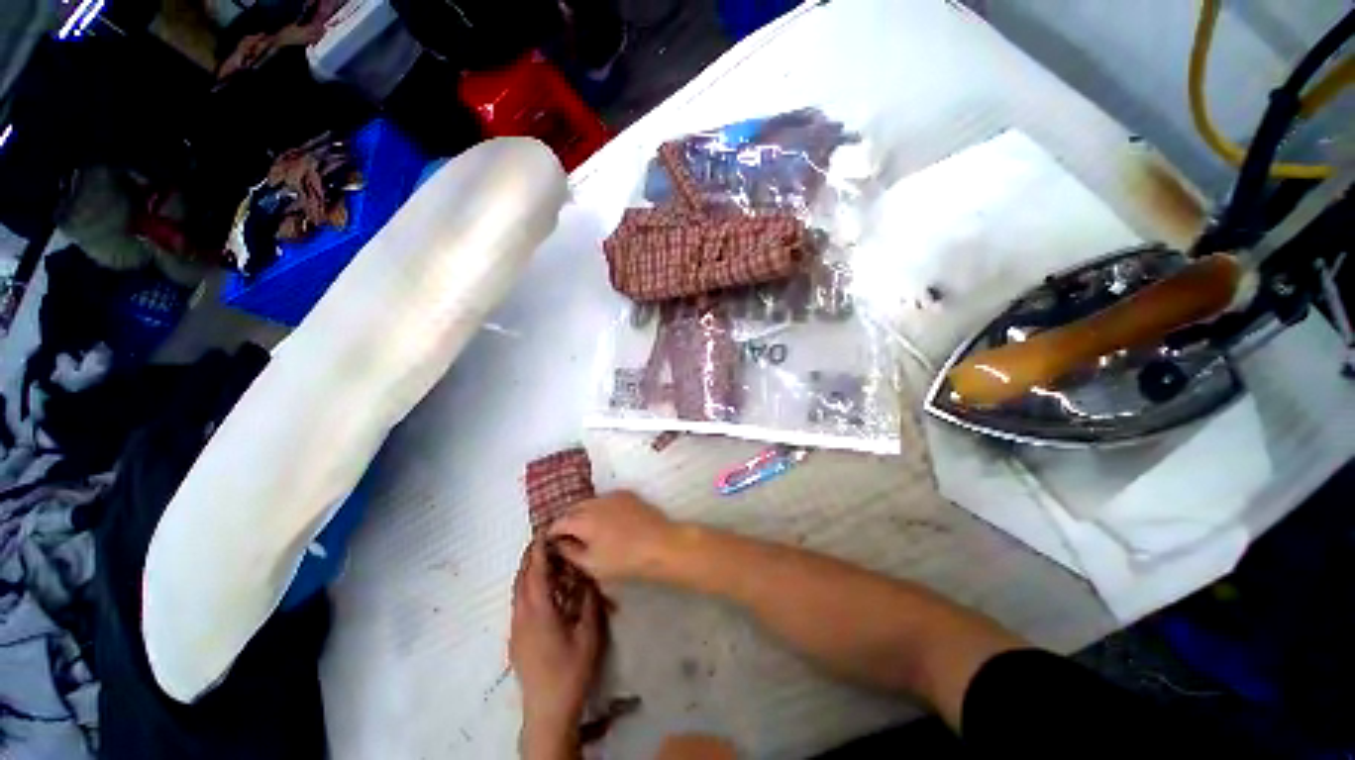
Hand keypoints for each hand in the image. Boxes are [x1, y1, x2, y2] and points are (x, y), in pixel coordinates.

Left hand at [511, 540, 603, 757]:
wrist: (547, 710)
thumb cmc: (570, 671)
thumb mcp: (589, 635)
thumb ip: (590, 603)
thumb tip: (590, 578)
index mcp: (539, 612)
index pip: (536, 572)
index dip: (539, 550)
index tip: (545, 531)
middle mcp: (522, 616)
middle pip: (521, 578)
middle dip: (530, 556)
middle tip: (544, 538)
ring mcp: (516, 628)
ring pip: (517, 591)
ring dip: (526, 570)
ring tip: (542, 557)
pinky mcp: (515, 639)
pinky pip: (518, 602)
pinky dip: (526, 586)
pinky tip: (540, 588)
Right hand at [547, 492, 679, 581]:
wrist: (660, 545)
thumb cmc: (624, 560)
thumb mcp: (591, 564)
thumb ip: (570, 552)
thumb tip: (559, 543)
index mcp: (583, 519)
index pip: (559, 522)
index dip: (551, 533)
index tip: (550, 543)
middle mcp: (595, 502)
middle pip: (573, 508)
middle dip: (567, 520)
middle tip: (567, 537)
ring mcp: (613, 495)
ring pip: (590, 501)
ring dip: (583, 512)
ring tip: (586, 529)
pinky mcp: (627, 494)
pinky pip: (606, 499)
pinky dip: (600, 508)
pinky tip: (606, 520)